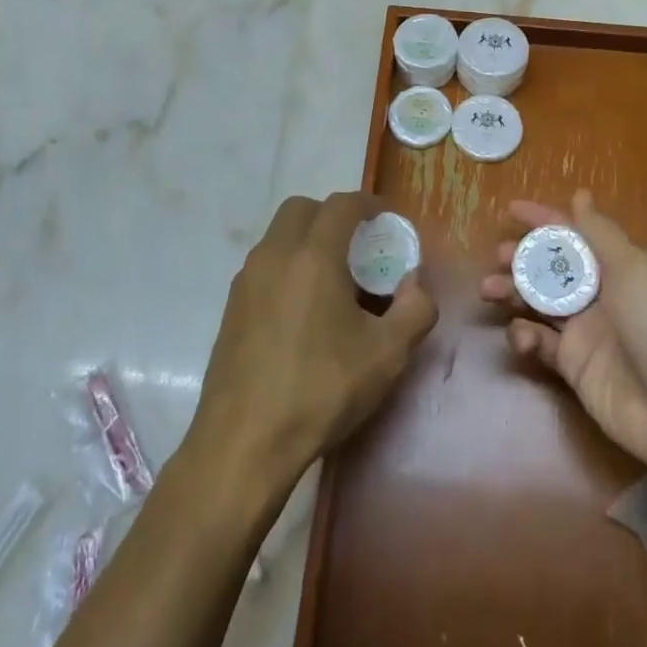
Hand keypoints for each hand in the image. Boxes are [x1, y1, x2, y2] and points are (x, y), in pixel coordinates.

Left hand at [194, 192, 436, 490]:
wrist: (244, 443)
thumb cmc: (321, 390)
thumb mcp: (387, 355)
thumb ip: (415, 309)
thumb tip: (415, 282)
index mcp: (312, 257)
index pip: (341, 205)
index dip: (367, 203)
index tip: (386, 218)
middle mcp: (274, 256)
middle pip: (301, 209)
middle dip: (332, 215)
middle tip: (359, 244)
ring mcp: (246, 282)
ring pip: (278, 237)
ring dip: (307, 240)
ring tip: (334, 280)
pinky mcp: (231, 308)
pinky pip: (264, 266)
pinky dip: (287, 266)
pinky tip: (304, 310)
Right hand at [480, 190, 646, 476]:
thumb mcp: (635, 270)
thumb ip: (600, 233)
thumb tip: (580, 194)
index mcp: (619, 267)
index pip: (575, 234)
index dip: (544, 220)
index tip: (511, 210)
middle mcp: (600, 294)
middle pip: (552, 267)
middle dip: (523, 257)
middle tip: (499, 256)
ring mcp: (585, 331)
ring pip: (539, 301)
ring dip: (512, 291)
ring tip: (489, 289)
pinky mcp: (573, 366)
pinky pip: (540, 342)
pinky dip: (524, 336)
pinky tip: (521, 336)